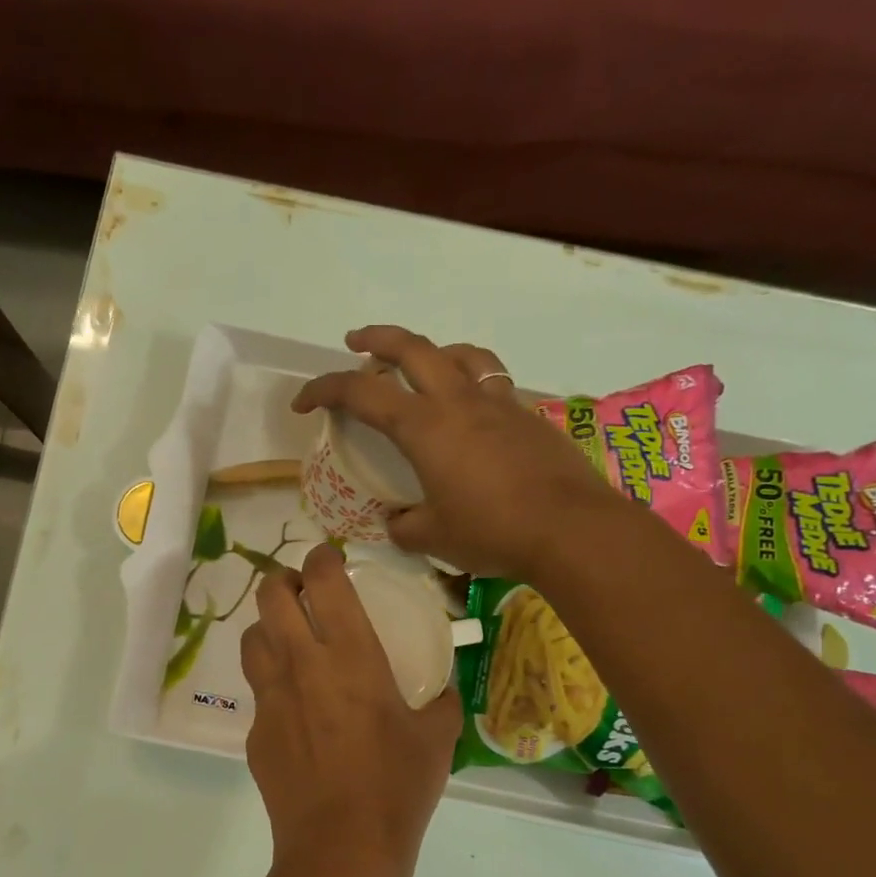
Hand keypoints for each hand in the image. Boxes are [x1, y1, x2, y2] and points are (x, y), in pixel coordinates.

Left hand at [241, 544, 460, 874]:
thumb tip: (446, 689)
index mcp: (349, 654)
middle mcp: (301, 663)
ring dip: (267, 626)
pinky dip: (271, 682)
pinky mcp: (255, 731)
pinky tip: (294, 708)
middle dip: (282, 580)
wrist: (342, 846)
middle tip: (299, 588)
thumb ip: (443, 702)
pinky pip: (258, 691)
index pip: (322, 580)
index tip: (328, 558)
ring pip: (251, 638)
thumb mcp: (437, 738)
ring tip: (287, 638)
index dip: (321, 558)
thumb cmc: (397, 785)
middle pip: (270, 596)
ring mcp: (270, 697)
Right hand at [293, 325, 612, 577]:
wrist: (572, 530)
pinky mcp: (528, 416)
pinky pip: (492, 382)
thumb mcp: (432, 537)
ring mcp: (498, 403)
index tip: (303, 403)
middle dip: (376, 339)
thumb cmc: (492, 531)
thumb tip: (396, 522)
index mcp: (424, 426)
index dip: (324, 390)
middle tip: (355, 343)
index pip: (361, 393)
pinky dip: (470, 382)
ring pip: (460, 354)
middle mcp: (458, 402)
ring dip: (431, 351)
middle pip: (412, 348)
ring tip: (422, 365)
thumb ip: (404, 526)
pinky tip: (471, 412)